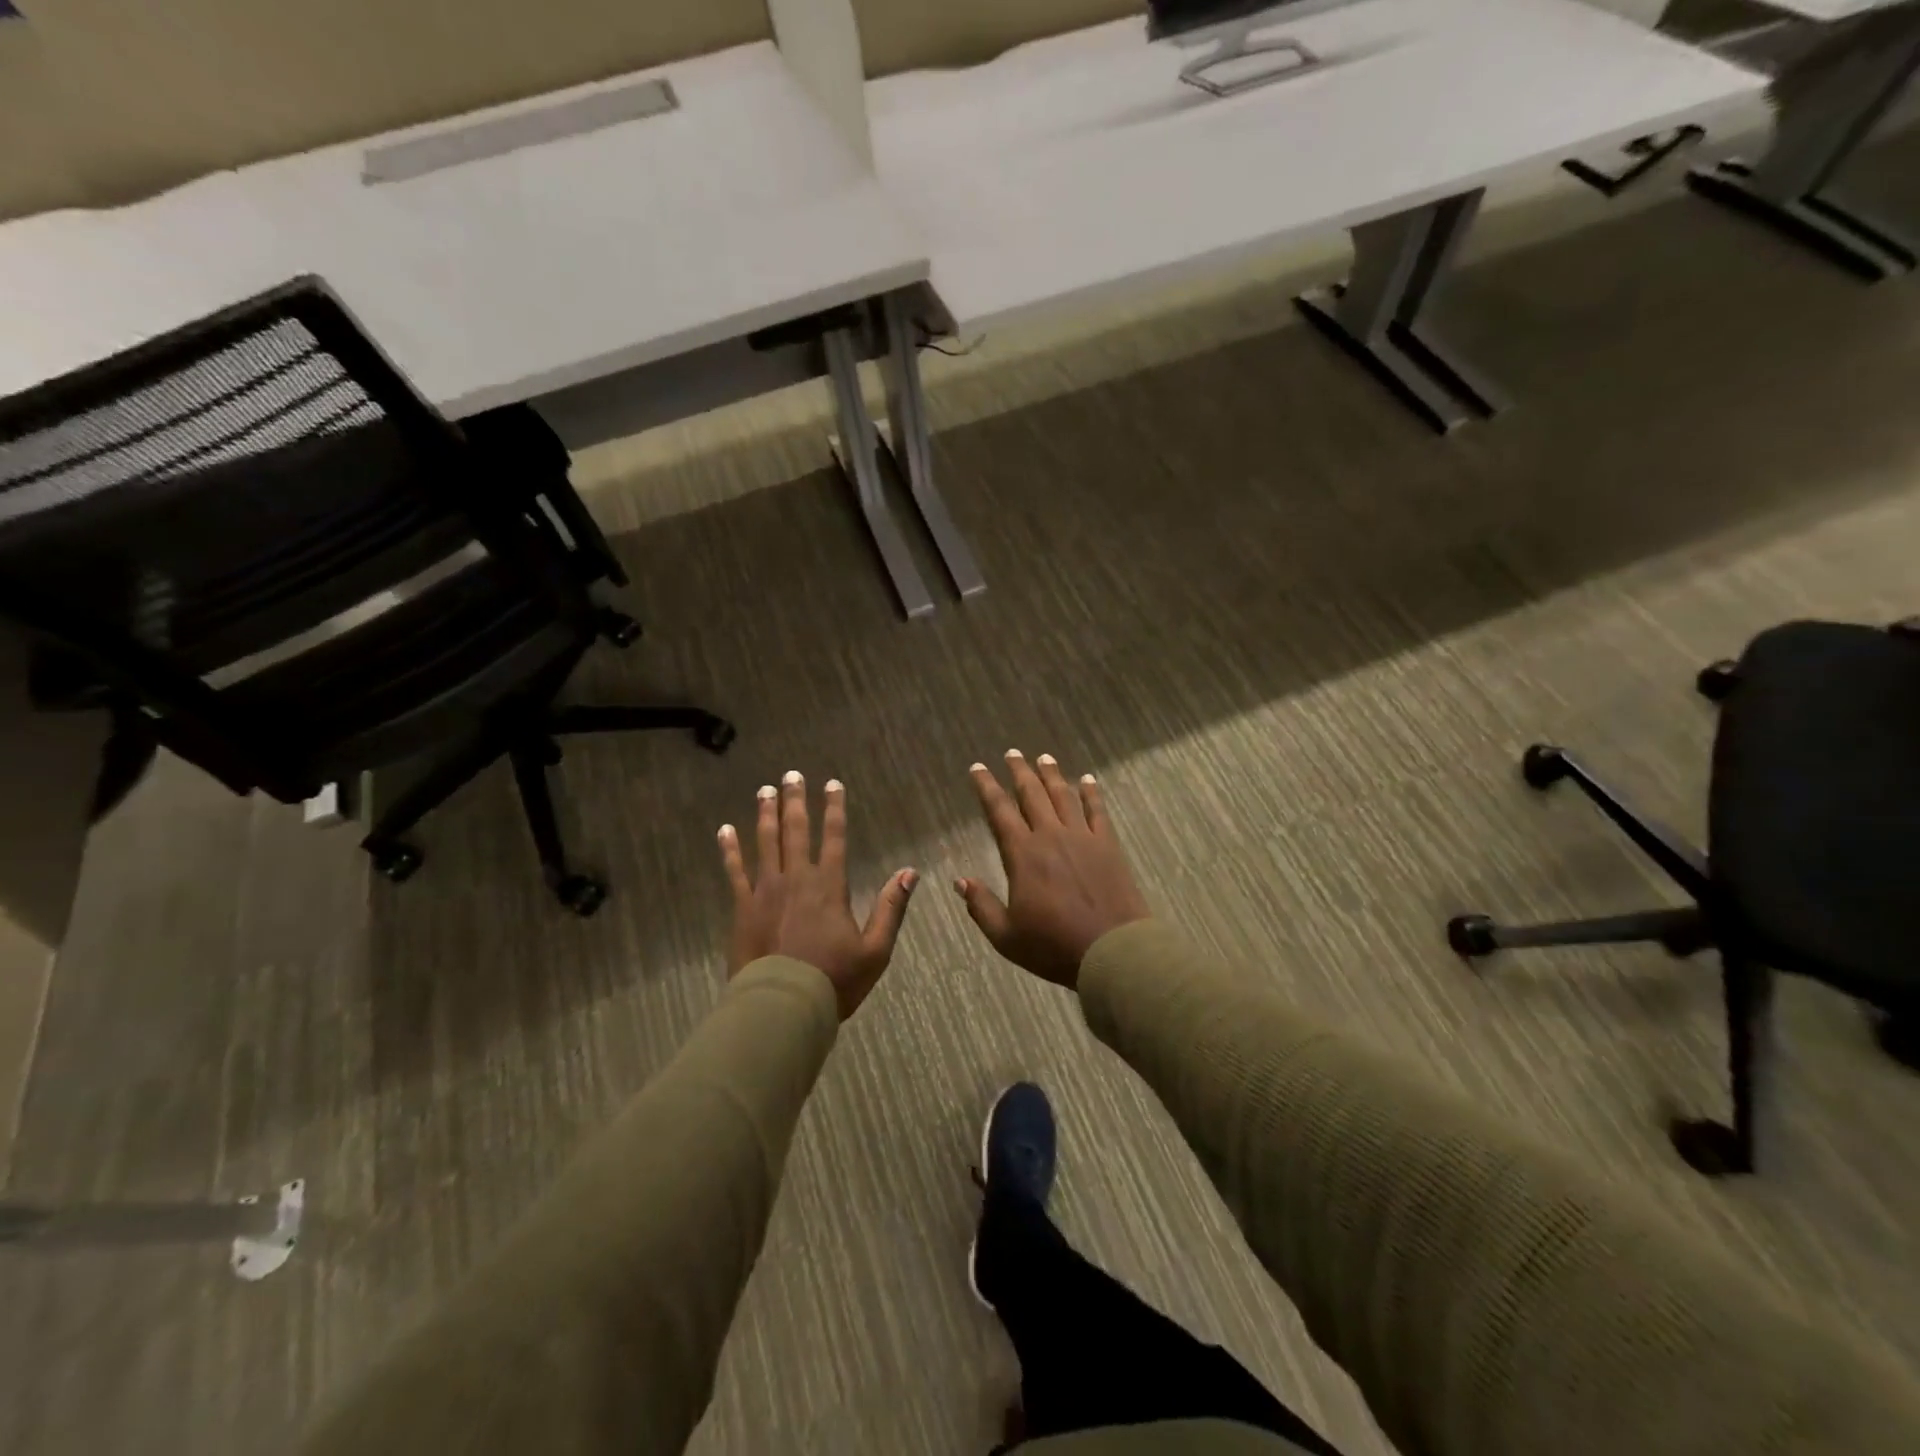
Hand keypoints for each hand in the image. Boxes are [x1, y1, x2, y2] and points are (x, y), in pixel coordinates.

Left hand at [719, 772, 917, 1019]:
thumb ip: (892, 907)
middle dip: (795, 801)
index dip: (834, 809)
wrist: (783, 1005)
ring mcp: (766, 890)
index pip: (834, 837)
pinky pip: (734, 871)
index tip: (832, 784)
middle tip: (791, 775)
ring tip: (765, 790)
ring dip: (766, 814)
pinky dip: (730, 849)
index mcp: (829, 886)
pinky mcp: (743, 907)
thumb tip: (910, 872)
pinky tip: (724, 830)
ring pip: (765, 842)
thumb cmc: (834, 980)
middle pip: (796, 831)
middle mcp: (797, 878)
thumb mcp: (876, 949)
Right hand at [957, 751, 1148, 988]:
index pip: (999, 811)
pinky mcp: (1107, 845)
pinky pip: (1097, 810)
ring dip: (1051, 774)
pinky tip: (1087, 779)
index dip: (987, 787)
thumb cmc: (1054, 947)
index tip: (978, 768)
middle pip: (1032, 794)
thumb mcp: (1006, 936)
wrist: (1112, 950)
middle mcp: (1051, 836)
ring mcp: (1082, 837)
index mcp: (1022, 854)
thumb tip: (960, 881)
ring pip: (1063, 796)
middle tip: (1012, 753)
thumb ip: (981, 906)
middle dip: (1019, 771)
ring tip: (1043, 757)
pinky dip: (1091, 792)